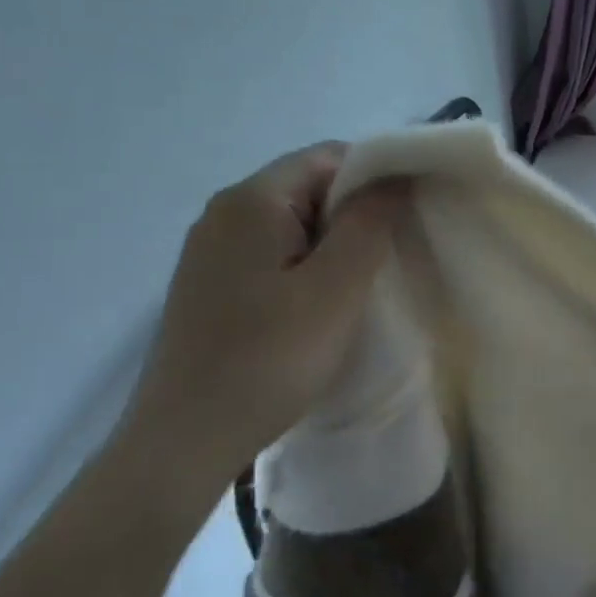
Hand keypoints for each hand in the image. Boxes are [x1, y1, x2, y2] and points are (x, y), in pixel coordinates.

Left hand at [116, 142, 404, 502]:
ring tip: (364, 283)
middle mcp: (224, 213)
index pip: (327, 156)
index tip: (411, 214)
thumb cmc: (268, 359)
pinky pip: (272, 254)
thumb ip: (367, 225)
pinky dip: (307, 267)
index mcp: (251, 201)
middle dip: (356, 213)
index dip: (377, 175)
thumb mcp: (335, 290)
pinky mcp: (211, 285)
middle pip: (308, 187)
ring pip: (292, 224)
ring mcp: (211, 251)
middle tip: (394, 254)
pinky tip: (322, 306)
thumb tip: (394, 177)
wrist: (185, 440)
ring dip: (334, 244)